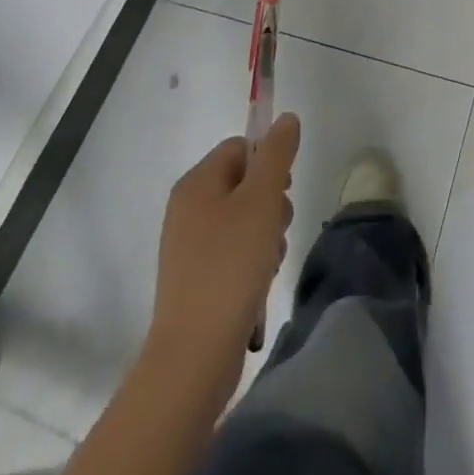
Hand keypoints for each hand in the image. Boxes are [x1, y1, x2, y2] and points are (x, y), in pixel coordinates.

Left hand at [146, 113, 300, 379]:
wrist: (194, 356)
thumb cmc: (231, 265)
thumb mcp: (262, 199)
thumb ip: (277, 153)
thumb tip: (285, 119)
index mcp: (196, 183)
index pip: (241, 147)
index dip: (269, 161)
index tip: (284, 189)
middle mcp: (187, 208)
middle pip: (244, 182)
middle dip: (272, 201)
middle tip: (279, 226)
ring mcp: (189, 246)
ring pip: (243, 218)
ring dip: (267, 232)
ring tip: (271, 260)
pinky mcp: (196, 279)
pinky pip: (233, 251)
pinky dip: (252, 259)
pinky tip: (260, 281)